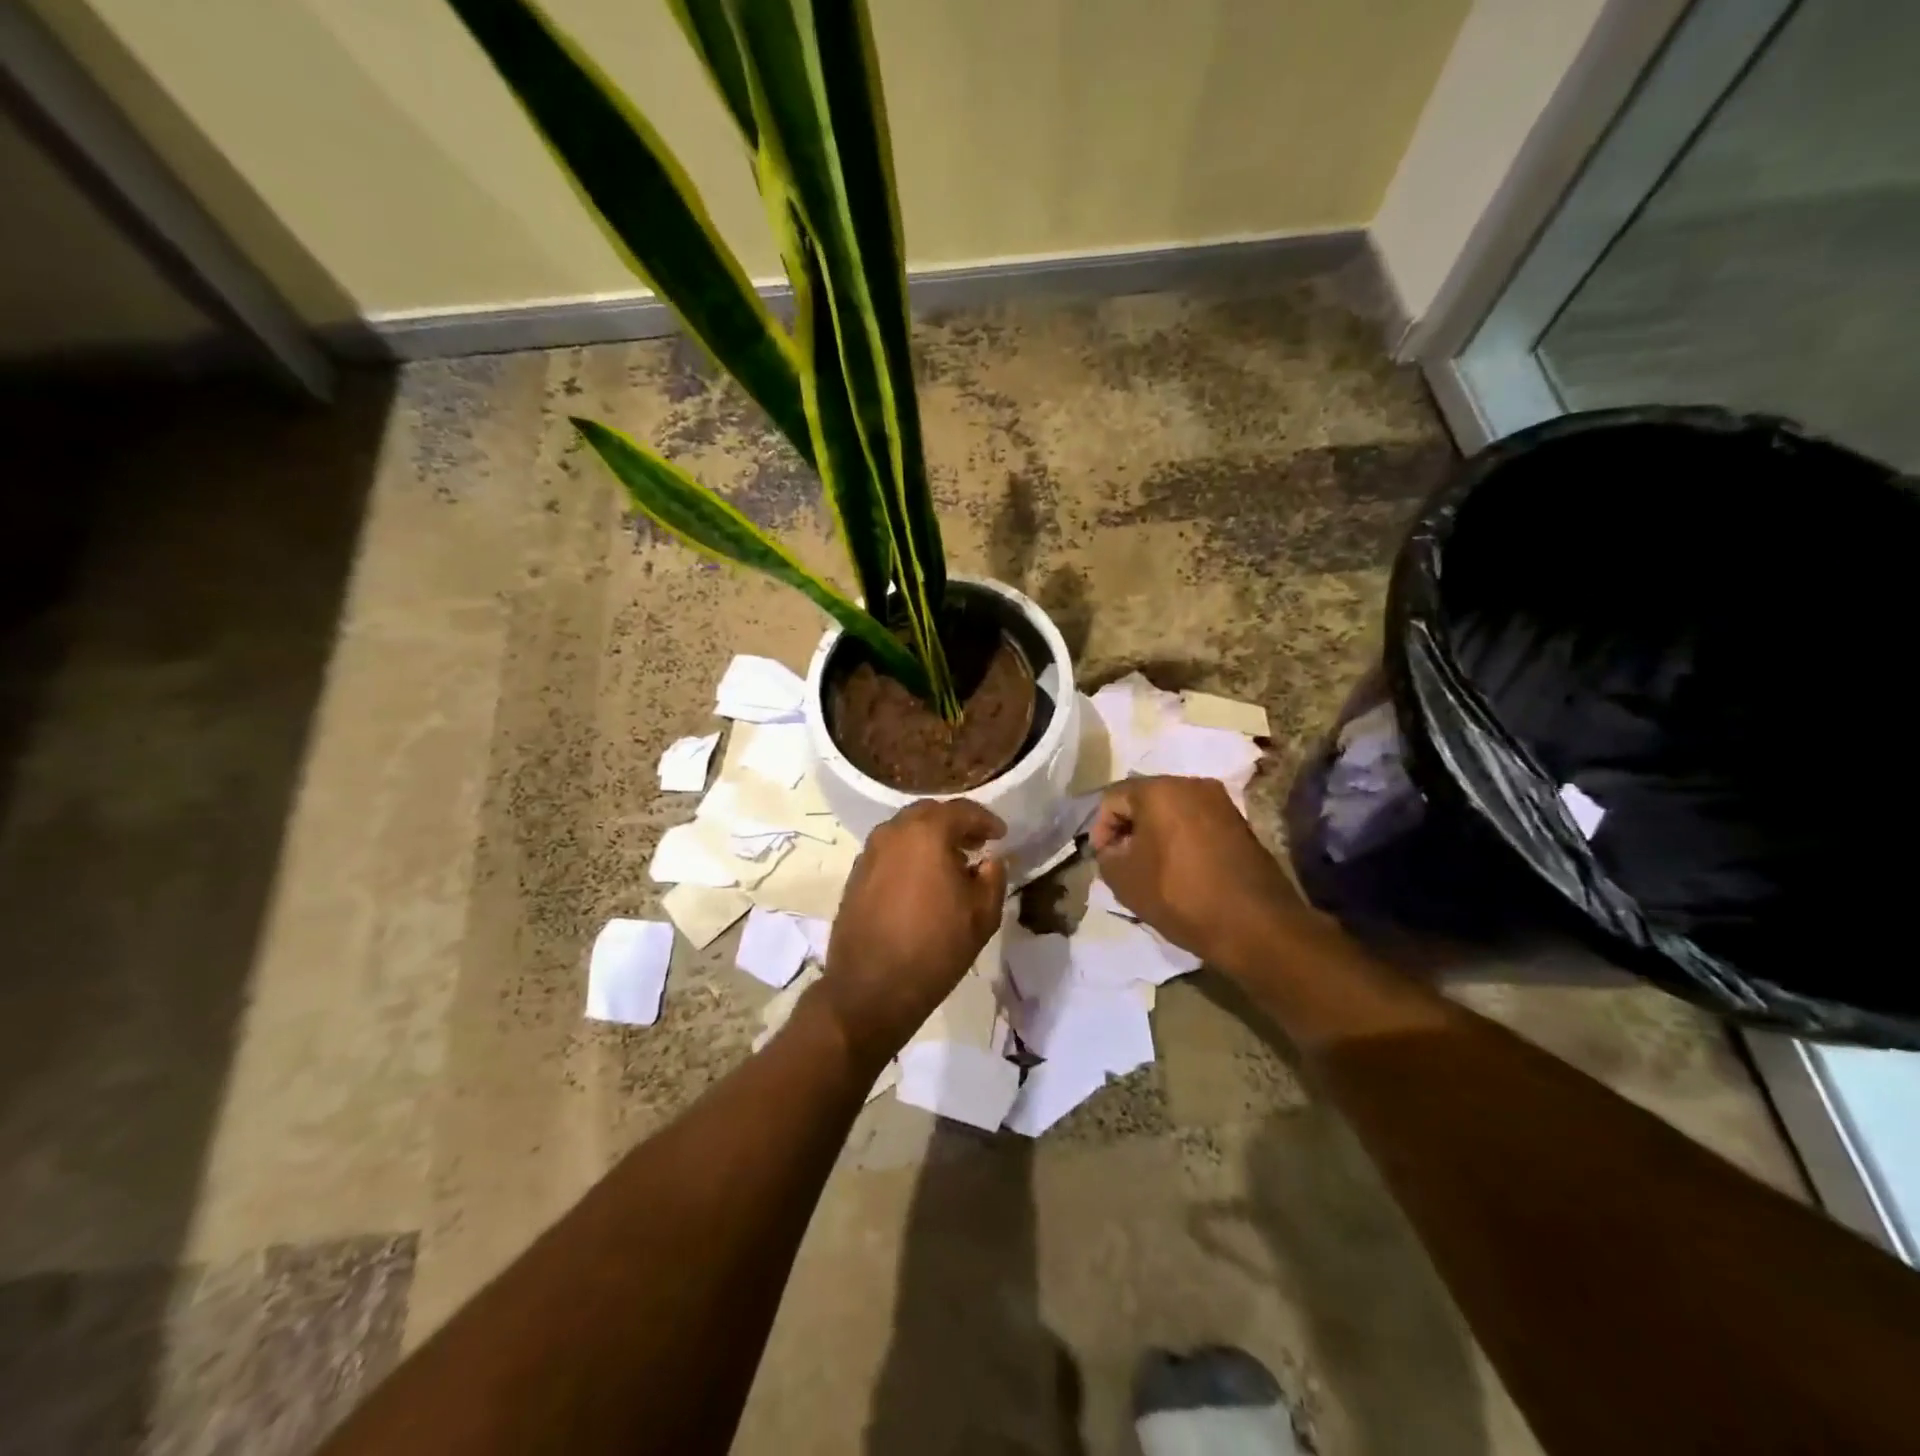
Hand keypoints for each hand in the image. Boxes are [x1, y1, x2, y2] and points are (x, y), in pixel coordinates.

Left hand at [819, 798, 1006, 1066]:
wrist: (870, 989)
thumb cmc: (935, 948)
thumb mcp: (982, 915)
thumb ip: (993, 877)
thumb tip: (990, 860)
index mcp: (926, 833)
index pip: (961, 810)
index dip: (985, 820)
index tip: (1001, 834)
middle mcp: (893, 833)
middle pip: (929, 814)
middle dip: (955, 824)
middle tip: (976, 844)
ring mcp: (869, 853)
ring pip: (905, 831)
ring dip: (929, 839)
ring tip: (950, 863)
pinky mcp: (855, 875)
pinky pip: (889, 852)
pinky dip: (909, 855)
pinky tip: (921, 881)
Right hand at [1091, 776, 1303, 970]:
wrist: (1253, 924)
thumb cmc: (1179, 895)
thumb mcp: (1123, 879)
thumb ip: (1106, 855)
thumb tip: (1114, 847)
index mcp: (1159, 789)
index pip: (1113, 798)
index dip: (1101, 829)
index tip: (1103, 859)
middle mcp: (1191, 784)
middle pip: (1144, 798)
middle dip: (1129, 828)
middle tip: (1123, 861)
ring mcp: (1220, 801)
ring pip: (1172, 810)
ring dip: (1155, 833)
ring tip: (1150, 867)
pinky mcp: (1239, 822)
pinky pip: (1196, 822)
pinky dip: (1181, 839)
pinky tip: (1179, 868)